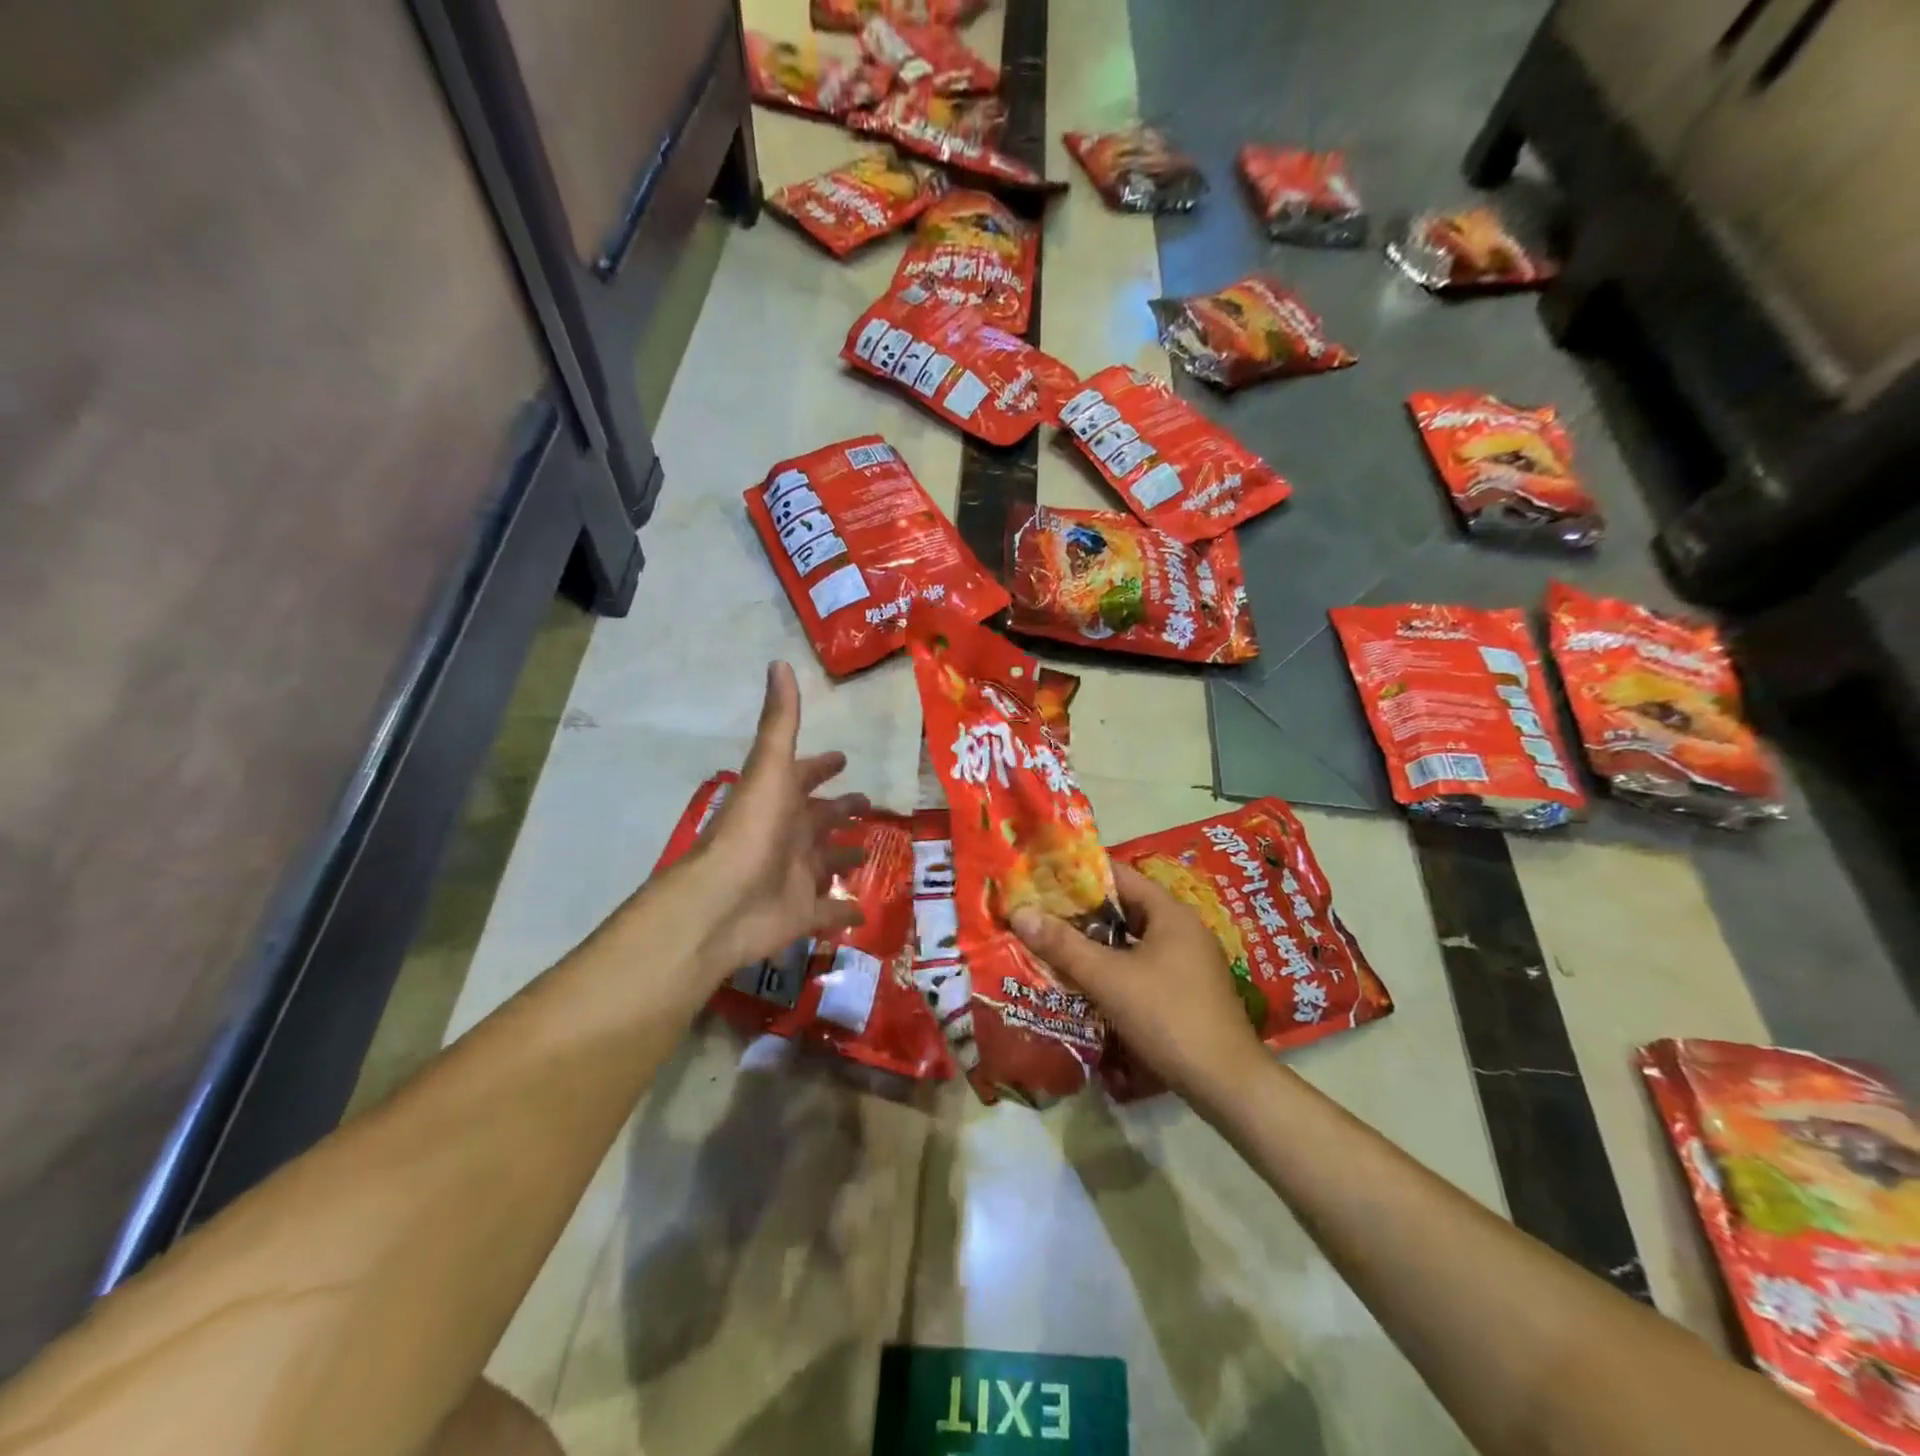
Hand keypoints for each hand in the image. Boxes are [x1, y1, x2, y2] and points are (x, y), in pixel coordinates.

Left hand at [682, 662, 868, 976]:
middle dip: (841, 810)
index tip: (843, 759)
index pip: (804, 777)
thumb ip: (780, 722)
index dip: (822, 767)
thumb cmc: (751, 831)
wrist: (722, 903)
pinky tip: (866, 912)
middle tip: (869, 803)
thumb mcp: (770, 769)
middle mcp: (788, 836)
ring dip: (845, 858)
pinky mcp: (802, 914)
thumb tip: (779, 663)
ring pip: (826, 863)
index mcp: (780, 802)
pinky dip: (846, 913)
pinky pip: (830, 912)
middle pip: (819, 820)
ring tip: (870, 854)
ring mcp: (794, 877)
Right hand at [1010, 862, 1267, 1104]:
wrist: (1227, 1083)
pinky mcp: (1188, 990)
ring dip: (1097, 944)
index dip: (1080, 875)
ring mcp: (1188, 962)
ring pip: (1133, 941)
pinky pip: (1143, 966)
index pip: (1119, 876)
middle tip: (1040, 916)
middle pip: (1125, 909)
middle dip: (1083, 913)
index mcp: (1170, 913)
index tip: (1042, 880)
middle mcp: (1182, 929)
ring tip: (1055, 947)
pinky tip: (1087, 983)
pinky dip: (1115, 968)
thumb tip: (1020, 912)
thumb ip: (1063, 945)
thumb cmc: (1168, 1017)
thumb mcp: (1109, 979)